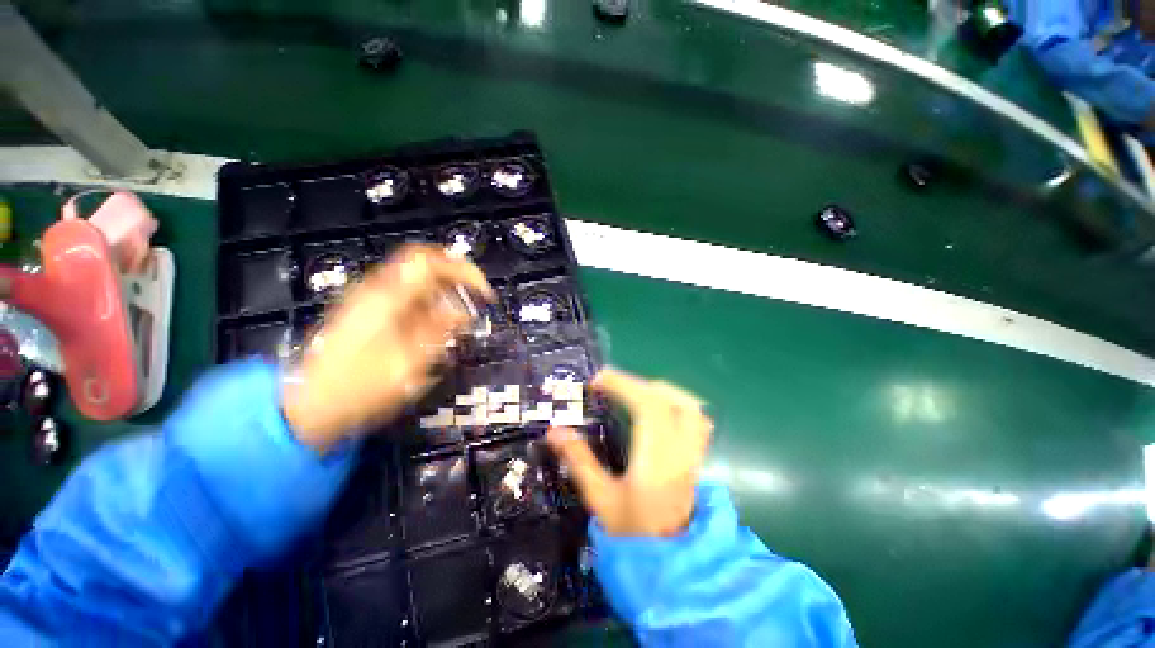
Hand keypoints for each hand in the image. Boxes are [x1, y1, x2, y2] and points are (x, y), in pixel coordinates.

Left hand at [282, 244, 493, 451]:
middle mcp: (376, 289)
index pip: (430, 261)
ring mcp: (369, 298)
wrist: (310, 406)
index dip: (463, 270)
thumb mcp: (409, 363)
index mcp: (386, 297)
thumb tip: (465, 311)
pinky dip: (430, 301)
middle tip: (476, 299)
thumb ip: (440, 331)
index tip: (484, 293)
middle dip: (456, 277)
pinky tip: (437, 323)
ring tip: (461, 315)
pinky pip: (406, 293)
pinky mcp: (367, 310)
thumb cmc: (360, 388)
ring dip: (444, 290)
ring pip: (416, 277)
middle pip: (423, 263)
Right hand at [546, 368, 712, 536]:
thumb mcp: (600, 498)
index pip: (647, 406)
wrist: (670, 565)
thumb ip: (578, 460)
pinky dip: (676, 402)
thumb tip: (554, 431)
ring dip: (658, 390)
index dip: (622, 385)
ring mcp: (693, 452)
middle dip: (634, 383)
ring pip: (688, 404)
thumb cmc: (632, 534)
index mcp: (656, 459)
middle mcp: (680, 450)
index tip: (597, 380)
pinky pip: (696, 418)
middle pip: (667, 399)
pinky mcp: (697, 456)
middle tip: (609, 385)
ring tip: (633, 391)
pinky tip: (659, 407)